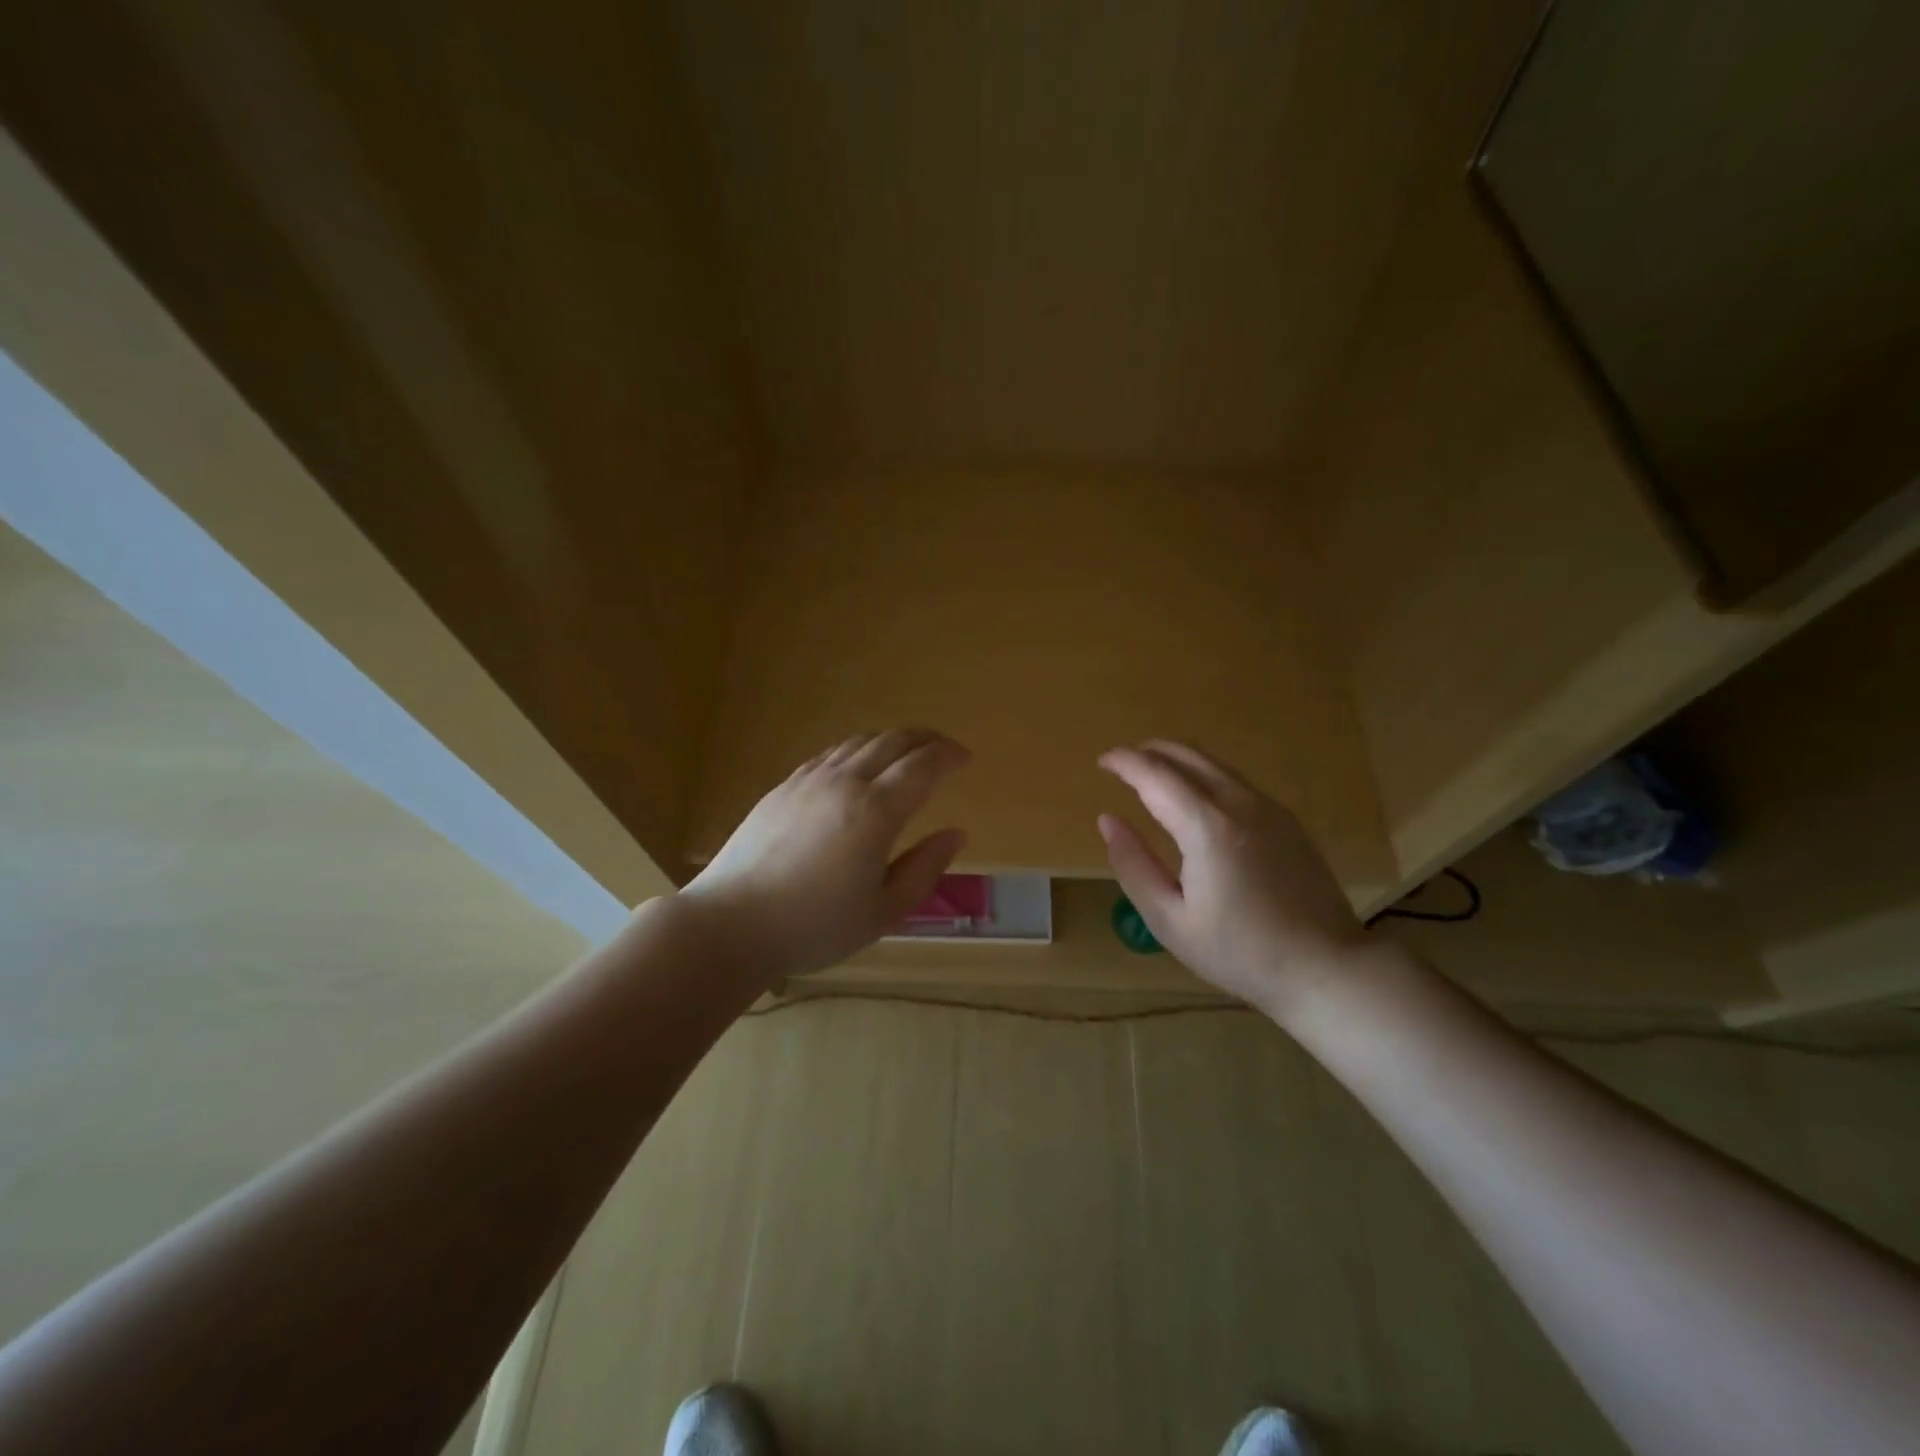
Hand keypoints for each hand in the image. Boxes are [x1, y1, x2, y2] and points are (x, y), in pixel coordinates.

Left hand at [677, 730, 970, 985]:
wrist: (731, 923)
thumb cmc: (814, 926)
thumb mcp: (883, 912)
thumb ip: (924, 869)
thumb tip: (956, 834)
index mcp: (875, 812)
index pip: (922, 766)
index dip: (948, 755)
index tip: (965, 758)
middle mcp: (845, 783)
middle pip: (893, 742)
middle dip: (925, 739)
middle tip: (943, 748)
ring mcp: (809, 780)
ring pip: (859, 742)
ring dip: (891, 740)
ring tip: (907, 752)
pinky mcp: (784, 787)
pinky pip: (830, 754)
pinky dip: (857, 749)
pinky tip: (858, 764)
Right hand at [1098, 740, 1365, 1018]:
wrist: (1325, 968)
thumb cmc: (1239, 952)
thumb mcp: (1169, 920)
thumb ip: (1133, 865)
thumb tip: (1108, 821)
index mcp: (1206, 827)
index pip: (1155, 774)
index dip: (1124, 762)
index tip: (1101, 762)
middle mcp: (1239, 803)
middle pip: (1187, 755)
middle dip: (1149, 751)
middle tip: (1122, 764)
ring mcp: (1269, 808)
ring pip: (1214, 763)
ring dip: (1177, 759)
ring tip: (1151, 775)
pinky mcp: (1286, 820)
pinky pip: (1235, 780)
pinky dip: (1203, 774)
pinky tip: (1194, 799)